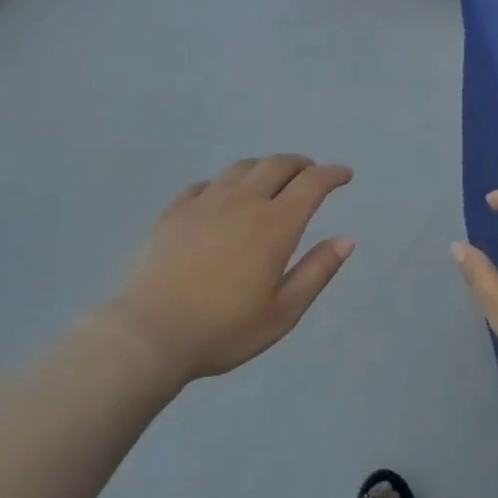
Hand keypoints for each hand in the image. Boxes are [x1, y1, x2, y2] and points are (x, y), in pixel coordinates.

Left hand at [109, 155, 353, 383]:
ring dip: (264, 168)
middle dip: (300, 164)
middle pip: (277, 165)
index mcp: (275, 225)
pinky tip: (224, 198)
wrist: (151, 333)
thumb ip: (316, 271)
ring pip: (241, 168)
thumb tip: (346, 239)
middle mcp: (242, 202)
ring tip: (271, 180)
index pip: (311, 184)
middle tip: (311, 173)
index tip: (344, 175)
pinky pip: (207, 183)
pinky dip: (227, 183)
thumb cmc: (224, 329)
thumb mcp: (282, 312)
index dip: (332, 174)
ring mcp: (205, 202)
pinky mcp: (175, 210)